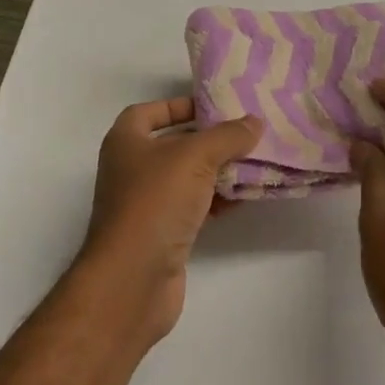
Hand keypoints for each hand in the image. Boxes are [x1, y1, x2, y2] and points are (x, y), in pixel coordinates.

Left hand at [81, 97, 261, 342]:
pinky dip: (218, 199)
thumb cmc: (155, 202)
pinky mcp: (163, 233)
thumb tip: (254, 122)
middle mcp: (132, 168)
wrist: (132, 279)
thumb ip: (227, 136)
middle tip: (248, 133)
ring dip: (219, 170)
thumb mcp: (195, 157)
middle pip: (175, 144)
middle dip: (211, 139)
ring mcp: (146, 203)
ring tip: (257, 161)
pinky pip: (194, 206)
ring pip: (188, 177)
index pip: (152, 111)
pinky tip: (246, 196)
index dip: (180, 105)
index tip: (215, 107)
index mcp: (126, 141)